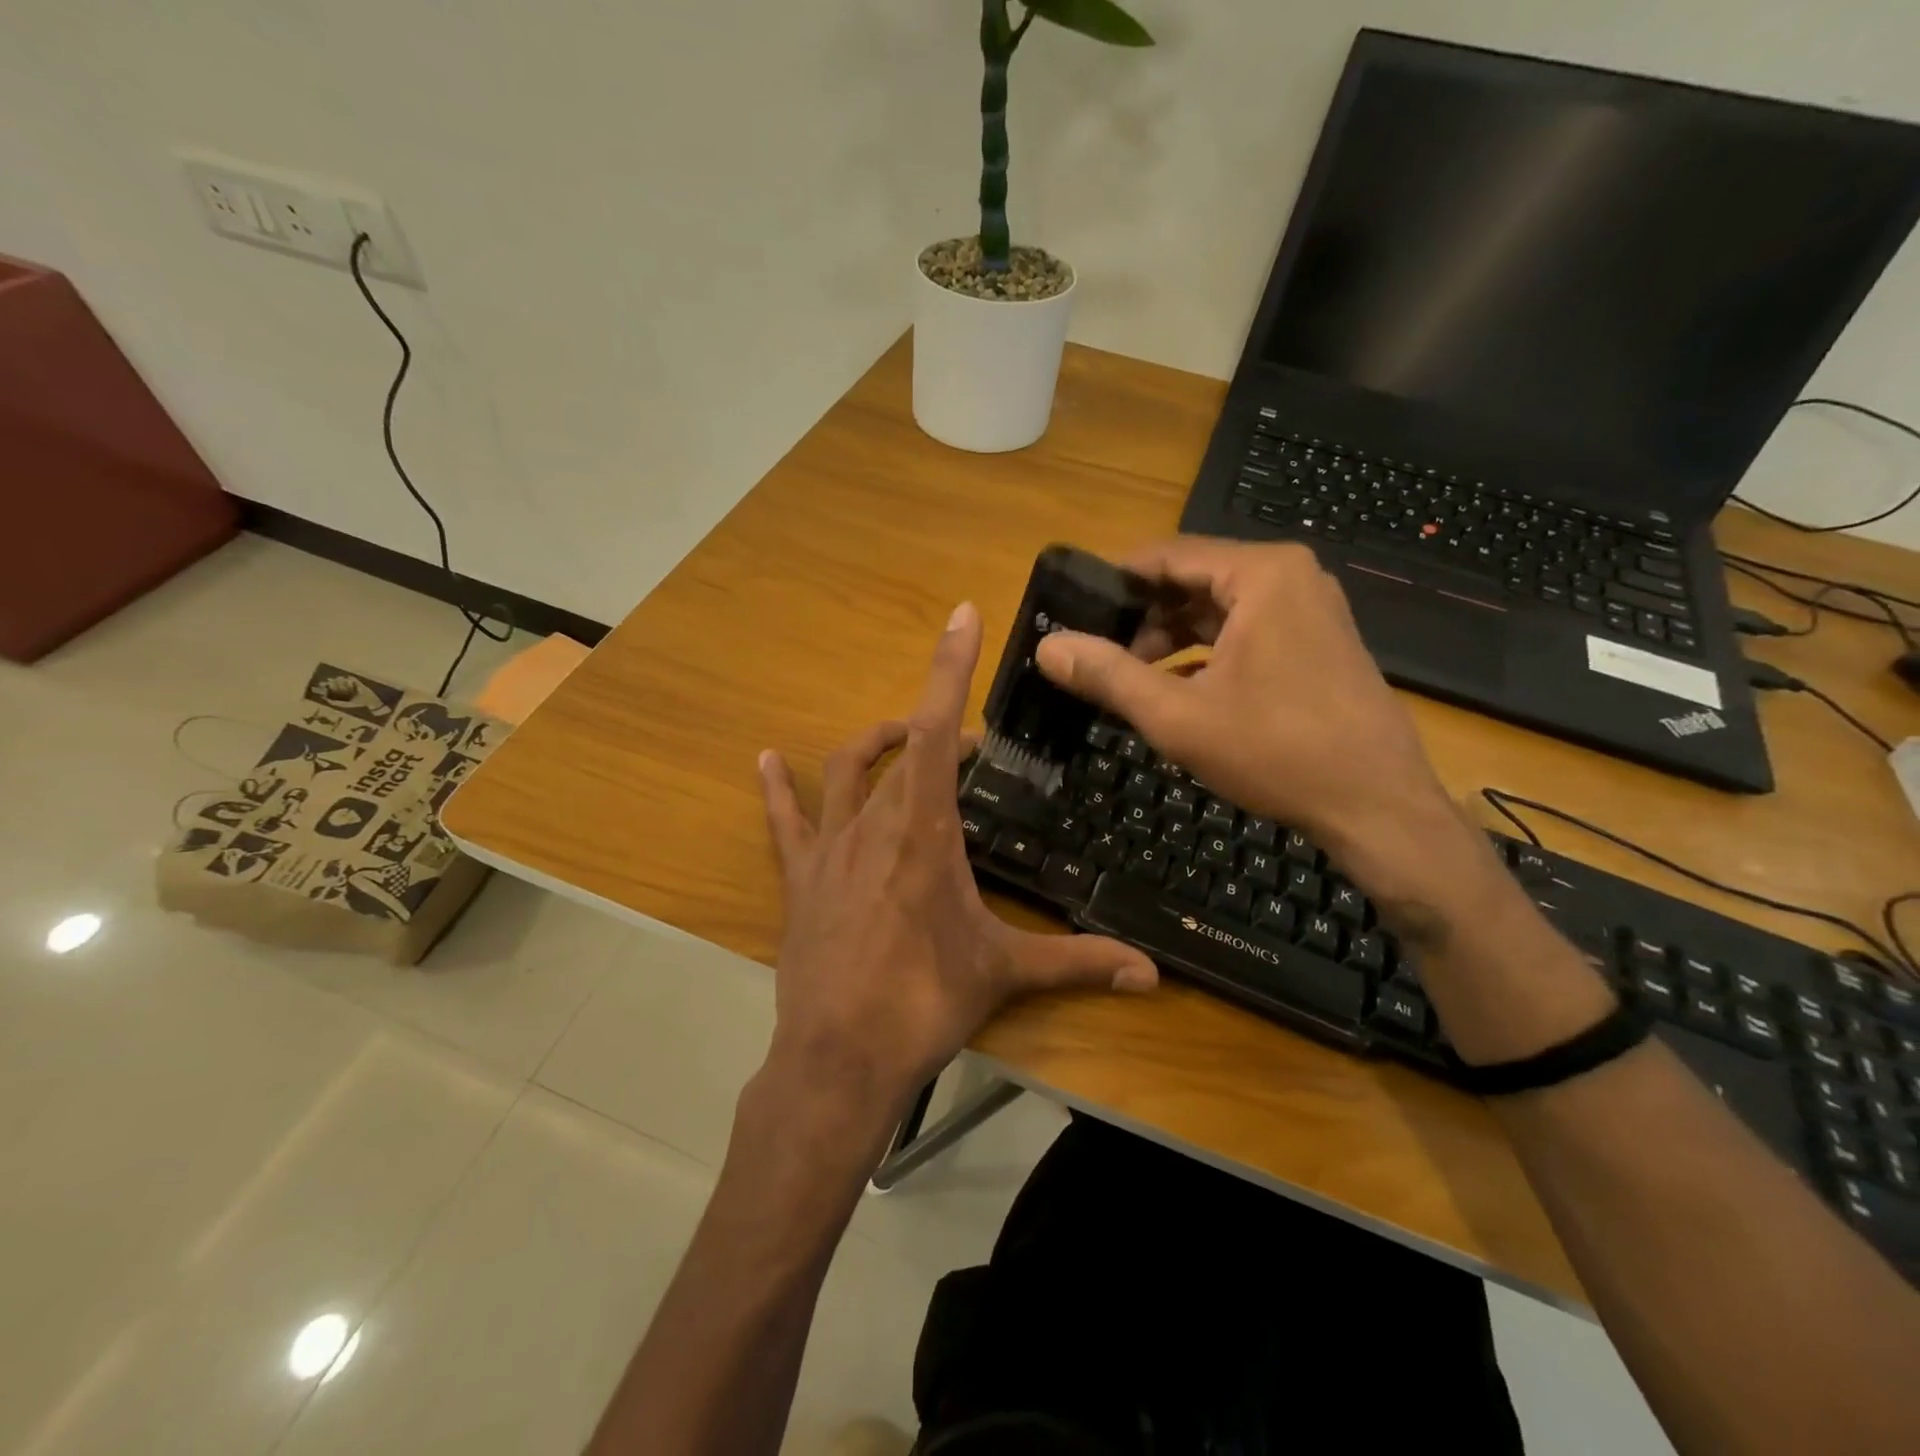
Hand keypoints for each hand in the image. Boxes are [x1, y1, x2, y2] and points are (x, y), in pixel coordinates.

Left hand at [757, 602, 1157, 1118]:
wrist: (839, 1056)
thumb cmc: (923, 1004)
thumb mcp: (1003, 973)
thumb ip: (1079, 963)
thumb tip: (1152, 974)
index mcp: (924, 833)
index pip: (936, 731)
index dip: (949, 668)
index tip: (962, 616)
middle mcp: (873, 824)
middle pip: (900, 745)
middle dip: (933, 726)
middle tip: (968, 748)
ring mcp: (829, 848)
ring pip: (846, 771)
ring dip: (876, 743)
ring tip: (902, 739)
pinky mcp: (800, 878)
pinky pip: (785, 820)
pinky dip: (778, 788)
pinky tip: (767, 759)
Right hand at [1034, 538, 1464, 890]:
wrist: (1376, 805)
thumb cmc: (1275, 751)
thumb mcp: (1177, 715)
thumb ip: (1108, 675)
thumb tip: (1047, 646)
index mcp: (1260, 574)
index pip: (1166, 555)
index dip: (1114, 582)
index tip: (1072, 609)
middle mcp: (1289, 577)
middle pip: (1193, 579)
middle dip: (1141, 615)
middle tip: (1095, 651)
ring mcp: (1309, 609)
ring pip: (1218, 608)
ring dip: (1170, 638)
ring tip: (1127, 674)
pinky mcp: (1316, 641)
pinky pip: (1245, 630)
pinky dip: (1205, 652)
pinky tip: (1173, 688)